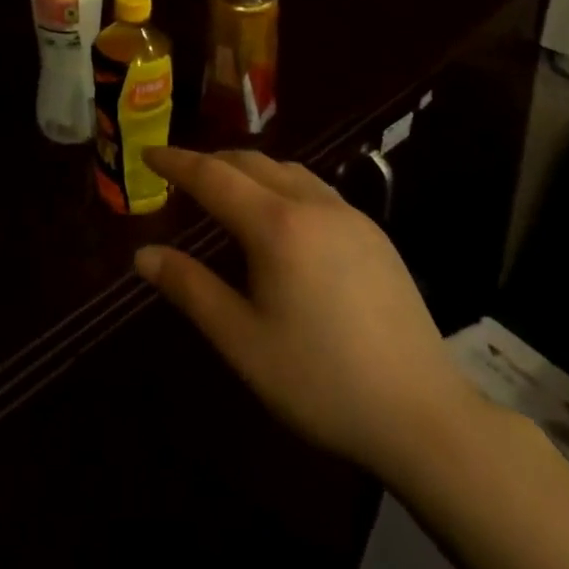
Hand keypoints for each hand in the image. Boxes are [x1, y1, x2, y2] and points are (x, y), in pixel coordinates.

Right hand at [133, 147, 479, 486]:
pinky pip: (315, 188)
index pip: (213, 176)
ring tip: (225, 189)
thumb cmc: (321, 381)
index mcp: (277, 225)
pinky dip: (282, 184)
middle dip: (211, 161)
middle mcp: (313, 204)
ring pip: (287, 170)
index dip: (177, 162)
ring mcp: (350, 216)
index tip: (148, 153)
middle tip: (180, 175)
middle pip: (251, 162)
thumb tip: (143, 254)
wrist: (424, 415)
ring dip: (248, 169)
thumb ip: (190, 289)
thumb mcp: (242, 341)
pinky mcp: (374, 234)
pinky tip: (281, 216)